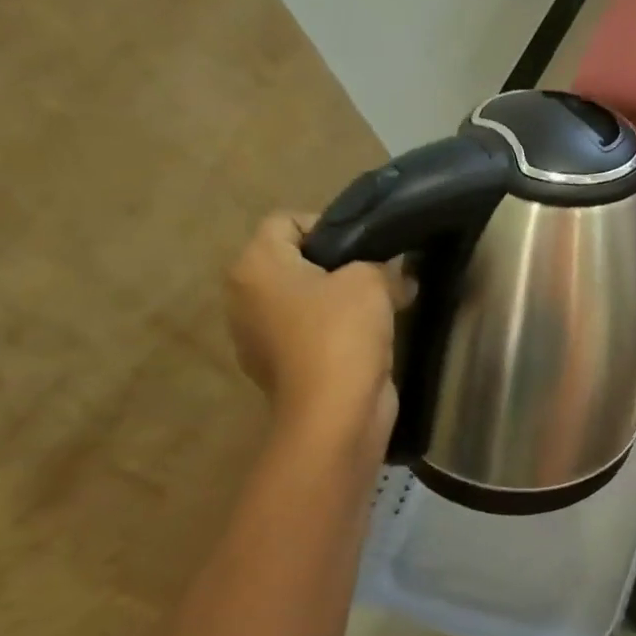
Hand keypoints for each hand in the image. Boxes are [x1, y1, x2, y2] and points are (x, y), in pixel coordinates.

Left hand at [225, 212, 406, 466]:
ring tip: (379, 308)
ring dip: (337, 300)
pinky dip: (333, 331)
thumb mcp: (371, 280)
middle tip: (377, 275)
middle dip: (335, 265)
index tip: (366, 247)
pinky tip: (367, 340)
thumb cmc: (343, 333)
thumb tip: (391, 272)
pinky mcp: (278, 367)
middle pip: (293, 261)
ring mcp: (256, 336)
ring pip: (302, 299)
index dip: (329, 225)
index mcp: (254, 266)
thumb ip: (379, 263)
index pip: (286, 221)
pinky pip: (307, 333)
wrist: (334, 413)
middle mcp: (243, 297)